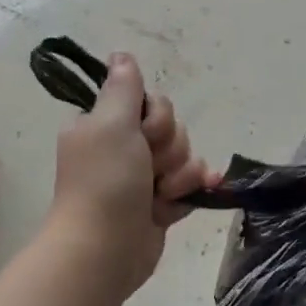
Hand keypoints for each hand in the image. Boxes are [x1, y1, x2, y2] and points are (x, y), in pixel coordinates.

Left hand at [44, 54, 211, 305]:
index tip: (143, 134)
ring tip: (161, 195)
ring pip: (184, 155)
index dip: (156, 117)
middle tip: (148, 168)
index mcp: (104, 124)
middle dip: (169, 148)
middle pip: (171, 127)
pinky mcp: (159, 203)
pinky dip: (193, 188)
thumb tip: (121, 55)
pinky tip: (202, 191)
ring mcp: (142, 177)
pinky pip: (189, 183)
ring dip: (179, 174)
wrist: (105, 251)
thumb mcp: (110, 124)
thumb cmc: (105, 183)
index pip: (149, 101)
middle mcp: (122, 146)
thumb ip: (122, 87)